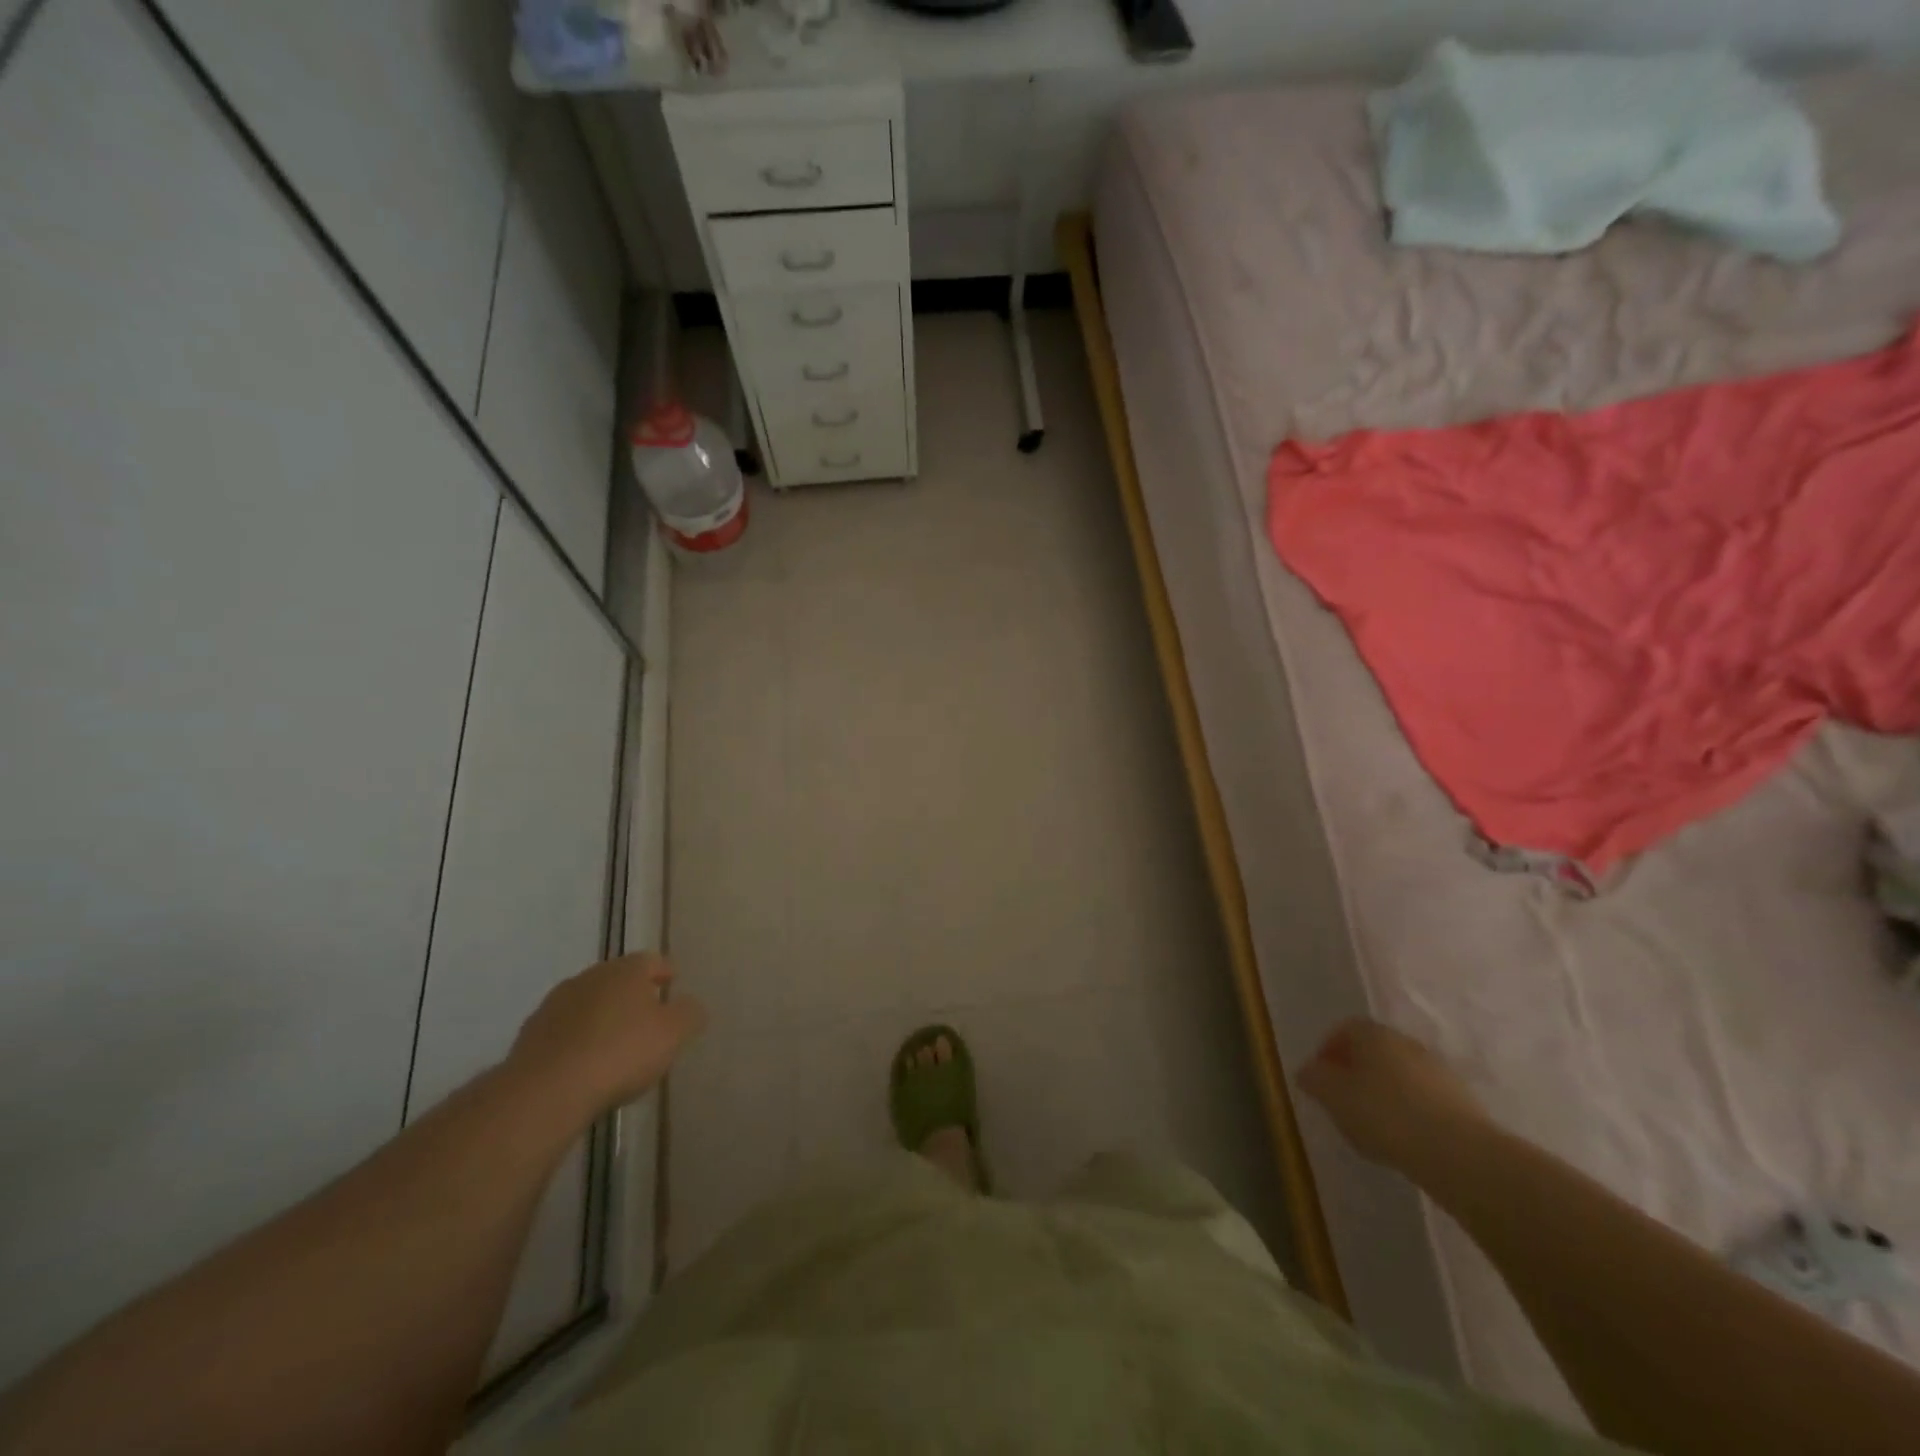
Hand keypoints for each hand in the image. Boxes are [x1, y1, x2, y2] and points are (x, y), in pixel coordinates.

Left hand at [509, 953, 706, 1118]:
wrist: (546, 1091)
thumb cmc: (620, 1053)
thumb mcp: (673, 1033)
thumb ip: (689, 1014)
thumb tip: (690, 1005)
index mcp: (625, 970)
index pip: (651, 960)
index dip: (665, 970)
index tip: (673, 982)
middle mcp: (589, 977)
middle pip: (617, 979)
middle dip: (632, 994)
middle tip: (648, 1015)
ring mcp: (555, 1005)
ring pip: (588, 1003)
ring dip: (602, 1016)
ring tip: (615, 1042)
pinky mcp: (530, 1036)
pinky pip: (564, 1030)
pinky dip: (577, 1039)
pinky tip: (584, 1063)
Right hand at [1296, 1017, 1488, 1173]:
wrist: (1460, 1153)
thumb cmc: (1385, 1114)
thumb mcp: (1334, 1097)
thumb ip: (1315, 1079)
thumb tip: (1307, 1071)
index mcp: (1374, 1034)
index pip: (1344, 1029)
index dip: (1328, 1050)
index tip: (1320, 1078)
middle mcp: (1406, 1043)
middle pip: (1373, 1050)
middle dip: (1355, 1072)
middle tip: (1343, 1101)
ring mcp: (1438, 1070)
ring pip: (1399, 1075)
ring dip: (1383, 1093)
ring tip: (1373, 1126)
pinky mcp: (1462, 1101)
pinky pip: (1423, 1098)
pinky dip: (1409, 1111)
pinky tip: (1404, 1138)